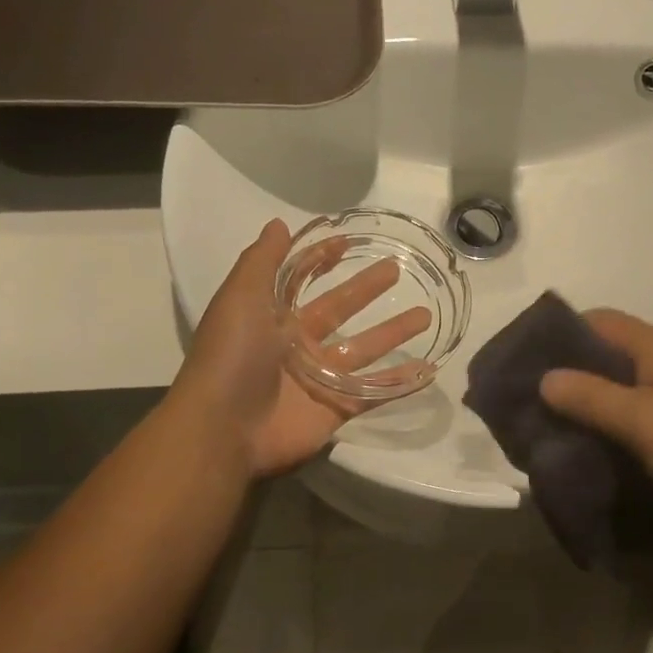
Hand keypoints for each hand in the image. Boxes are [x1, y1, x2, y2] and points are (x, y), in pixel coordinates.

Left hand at [168, 219, 432, 478]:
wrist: (224, 428)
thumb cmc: (232, 356)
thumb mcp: (240, 297)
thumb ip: (262, 261)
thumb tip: (279, 224)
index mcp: (272, 317)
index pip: (303, 281)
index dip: (322, 260)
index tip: (351, 242)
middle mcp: (296, 345)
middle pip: (340, 310)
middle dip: (366, 290)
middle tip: (397, 270)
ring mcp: (318, 379)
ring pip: (363, 350)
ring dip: (393, 333)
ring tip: (426, 316)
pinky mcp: (334, 410)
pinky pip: (373, 393)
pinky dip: (399, 383)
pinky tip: (428, 370)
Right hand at [538, 309, 652, 510]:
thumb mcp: (643, 422)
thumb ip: (592, 398)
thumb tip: (545, 378)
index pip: (598, 320)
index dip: (560, 333)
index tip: (527, 361)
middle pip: (609, 352)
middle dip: (571, 372)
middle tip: (536, 401)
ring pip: (625, 383)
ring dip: (593, 399)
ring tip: (560, 425)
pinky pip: (643, 408)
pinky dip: (617, 419)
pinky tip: (603, 443)